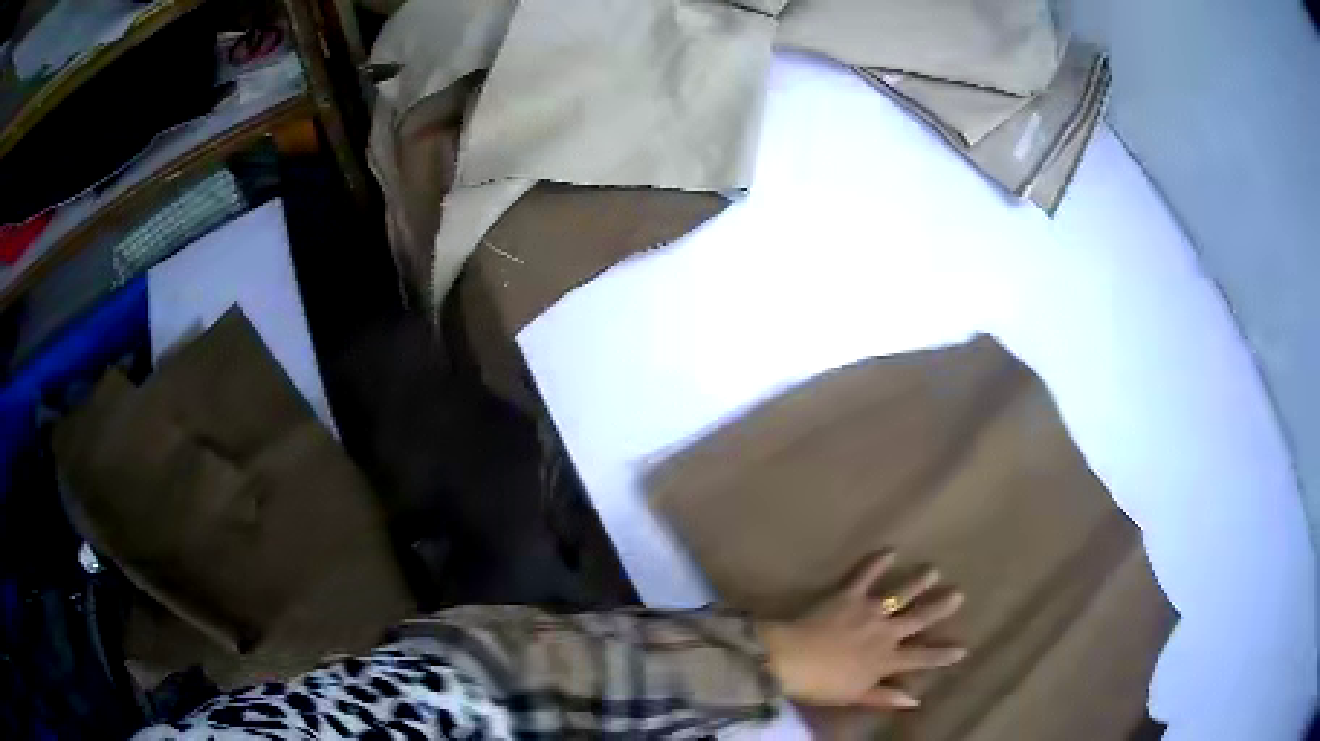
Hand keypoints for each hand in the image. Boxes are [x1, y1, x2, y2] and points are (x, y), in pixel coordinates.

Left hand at [757, 552, 965, 709]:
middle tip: (958, 594)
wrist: (791, 660)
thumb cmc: (822, 685)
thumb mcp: (856, 696)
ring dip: (918, 581)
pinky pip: (865, 575)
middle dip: (940, 607)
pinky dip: (877, 562)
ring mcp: (869, 611)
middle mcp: (885, 633)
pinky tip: (890, 550)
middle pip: (919, 619)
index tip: (964, 648)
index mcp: (887, 660)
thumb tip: (915, 700)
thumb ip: (885, 697)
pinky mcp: (849, 595)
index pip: (922, 658)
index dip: (943, 654)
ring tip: (933, 569)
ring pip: (901, 593)